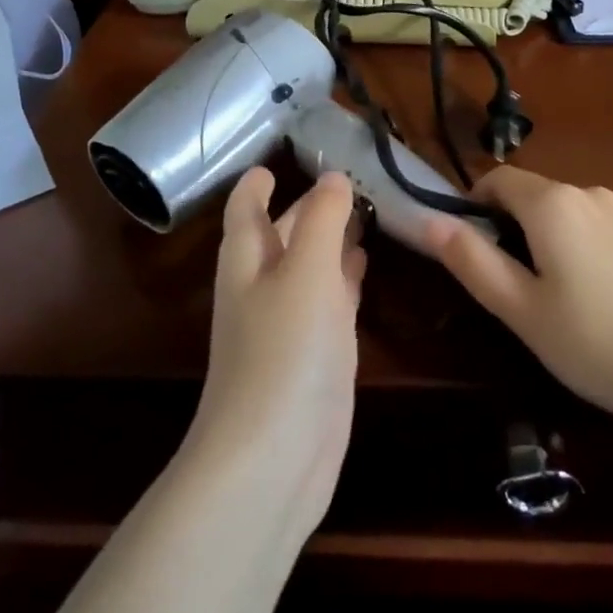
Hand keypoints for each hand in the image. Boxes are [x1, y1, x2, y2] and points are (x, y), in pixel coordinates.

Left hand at [188, 168, 366, 535]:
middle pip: (282, 234)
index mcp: (248, 259)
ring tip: (364, 210)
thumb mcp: (306, 270)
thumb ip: (322, 220)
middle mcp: (264, 286)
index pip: (247, 208)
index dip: (258, 182)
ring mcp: (290, 323)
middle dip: (308, 207)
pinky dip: (344, 277)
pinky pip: (330, 301)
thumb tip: (333, 177)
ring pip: (310, 266)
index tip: (279, 158)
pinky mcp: (316, 355)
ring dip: (331, 239)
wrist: (274, 455)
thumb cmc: (285, 349)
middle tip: (347, 176)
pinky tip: (365, 264)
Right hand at [424, 167, 612, 431]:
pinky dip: (598, 244)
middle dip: (520, 225)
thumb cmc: (593, 344)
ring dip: (561, 235)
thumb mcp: (520, 310)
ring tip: (569, 292)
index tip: (476, 246)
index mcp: (554, 205)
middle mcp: (594, 193)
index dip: (478, 205)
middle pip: (539, 195)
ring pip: (577, 211)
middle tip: (522, 283)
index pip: (499, 180)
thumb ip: (472, 260)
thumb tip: (431, 222)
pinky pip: (612, 226)